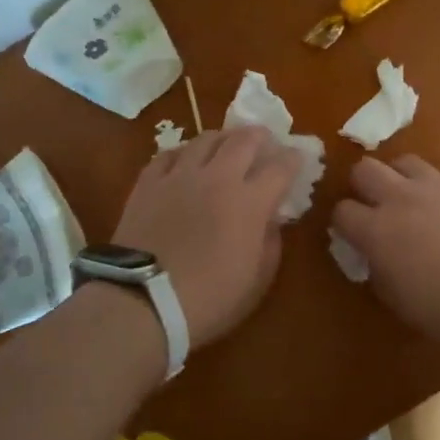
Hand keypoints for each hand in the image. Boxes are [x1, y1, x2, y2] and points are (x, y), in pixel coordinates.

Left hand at [112, 126, 301, 349]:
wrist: (142, 302)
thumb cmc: (208, 299)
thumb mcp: (257, 280)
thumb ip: (270, 242)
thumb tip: (271, 219)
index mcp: (250, 202)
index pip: (280, 167)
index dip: (293, 159)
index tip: (297, 159)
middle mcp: (218, 178)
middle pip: (244, 139)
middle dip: (260, 137)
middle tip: (264, 142)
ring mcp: (180, 176)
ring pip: (206, 138)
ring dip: (223, 139)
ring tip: (225, 146)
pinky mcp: (148, 182)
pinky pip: (170, 154)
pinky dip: (184, 153)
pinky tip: (186, 161)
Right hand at [332, 155, 439, 349]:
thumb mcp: (401, 302)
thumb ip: (380, 272)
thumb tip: (377, 258)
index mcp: (377, 231)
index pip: (341, 211)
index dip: (344, 223)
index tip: (353, 236)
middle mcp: (400, 199)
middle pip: (364, 169)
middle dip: (363, 186)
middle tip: (376, 207)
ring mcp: (436, 186)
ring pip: (404, 161)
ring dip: (400, 178)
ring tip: (412, 198)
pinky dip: (439, 186)